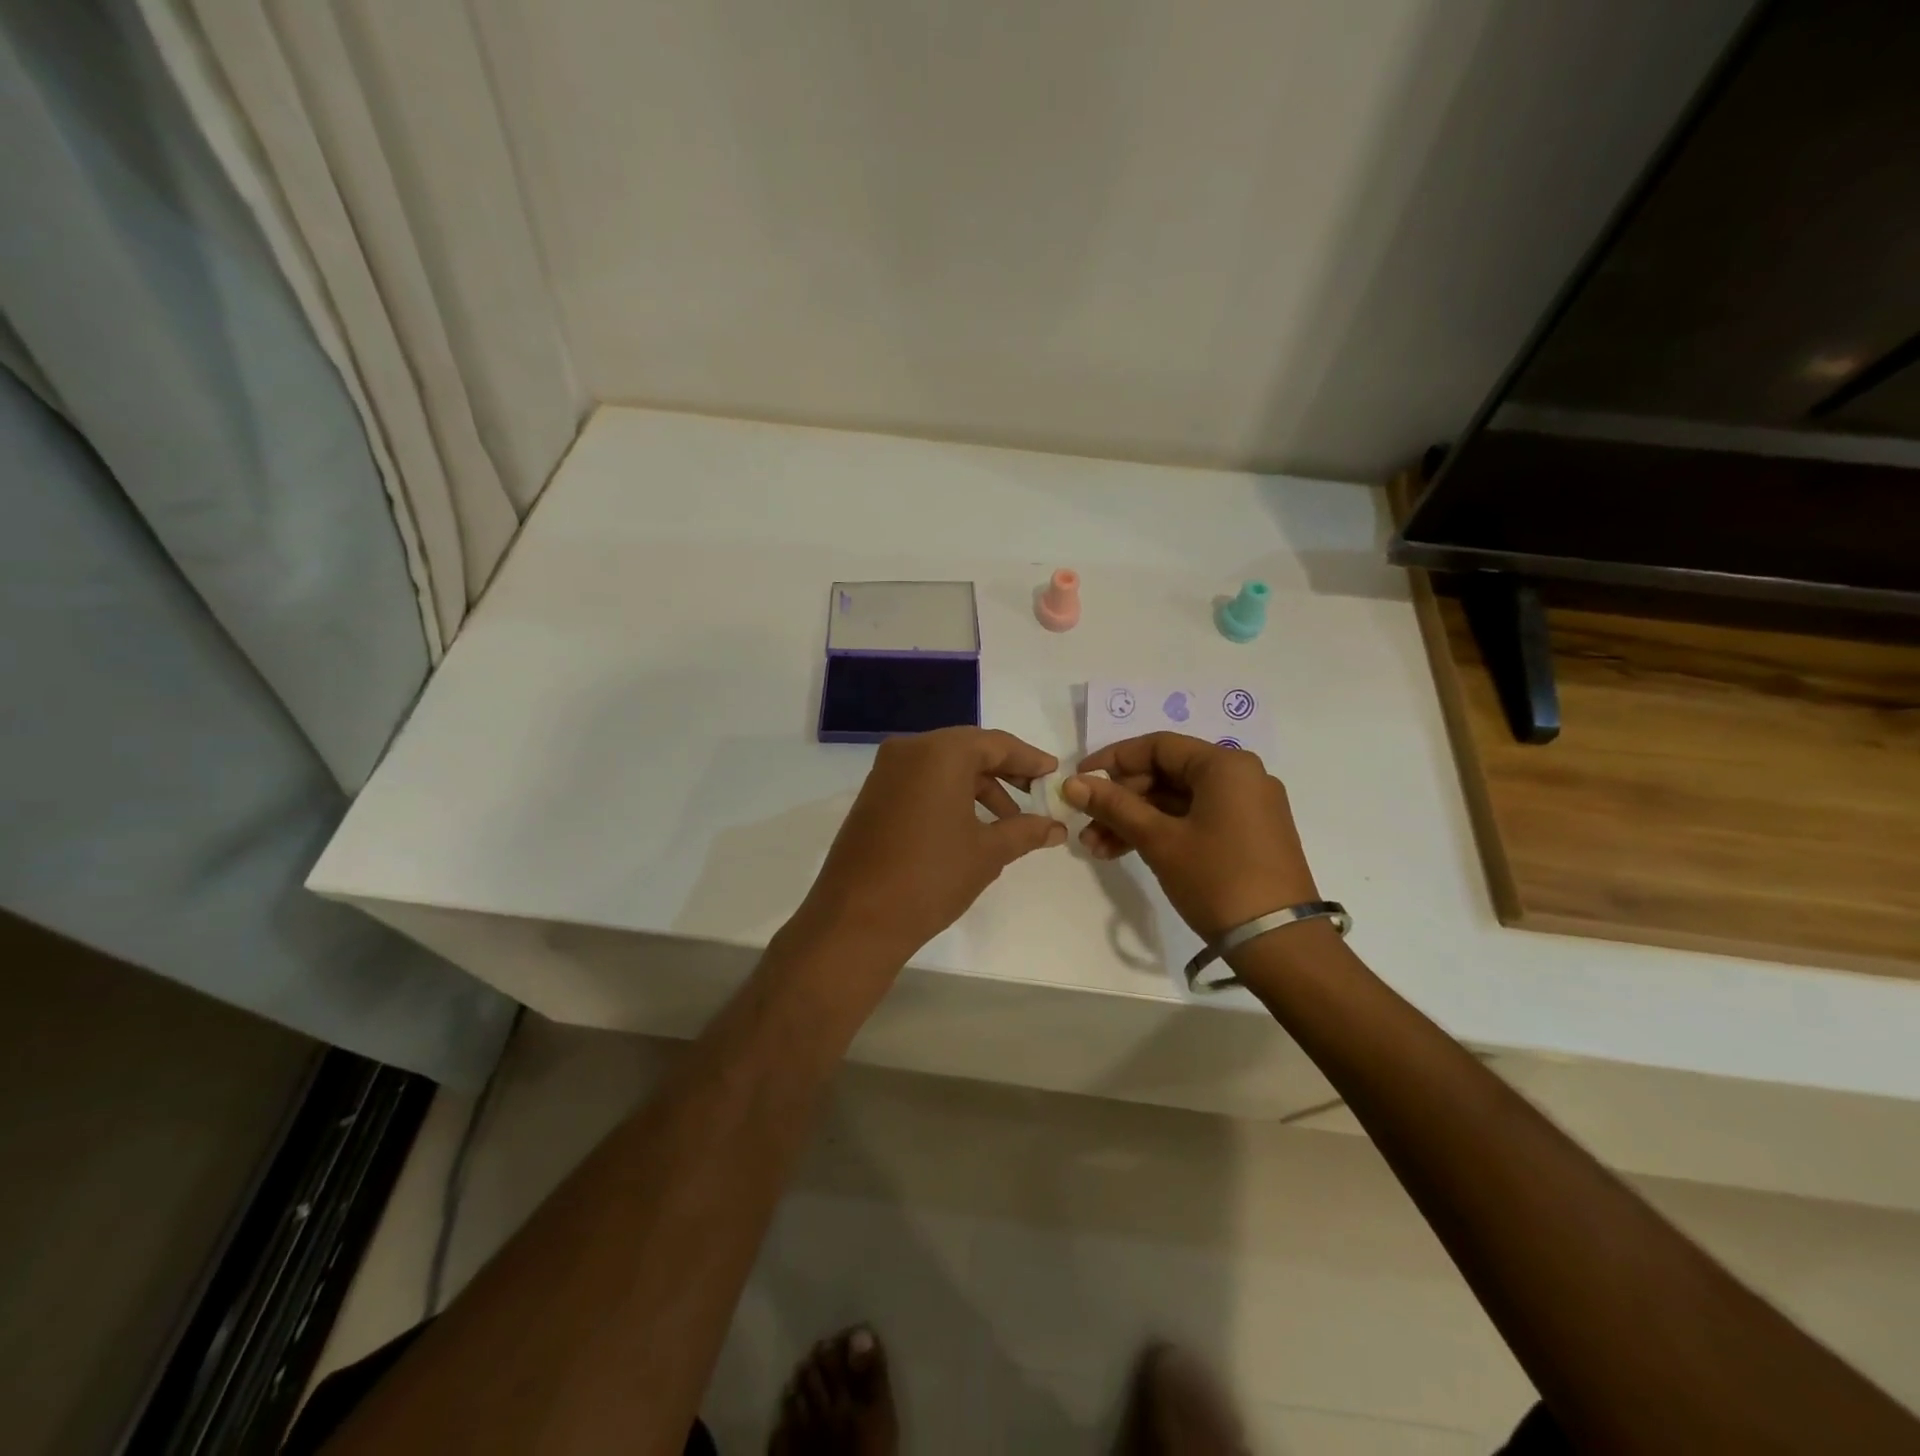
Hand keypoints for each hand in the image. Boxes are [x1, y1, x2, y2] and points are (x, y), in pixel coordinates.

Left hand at [796, 727, 1066, 966]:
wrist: (856, 919)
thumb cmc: (931, 877)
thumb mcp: (988, 853)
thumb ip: (1026, 831)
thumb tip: (1056, 827)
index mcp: (940, 752)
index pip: (995, 743)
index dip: (1028, 759)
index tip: (1053, 773)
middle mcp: (909, 750)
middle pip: (968, 750)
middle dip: (1004, 772)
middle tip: (1034, 795)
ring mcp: (885, 772)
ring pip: (943, 767)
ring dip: (978, 787)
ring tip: (1006, 822)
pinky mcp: (873, 796)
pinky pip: (921, 782)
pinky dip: (949, 795)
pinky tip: (970, 826)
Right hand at [1063, 733, 1318, 941]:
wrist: (1281, 945)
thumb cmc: (1217, 879)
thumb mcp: (1159, 840)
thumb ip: (1114, 806)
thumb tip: (1072, 783)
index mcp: (1225, 765)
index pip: (1158, 746)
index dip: (1113, 760)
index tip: (1079, 781)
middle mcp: (1240, 777)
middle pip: (1166, 774)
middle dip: (1121, 799)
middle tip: (1086, 824)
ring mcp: (1246, 808)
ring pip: (1176, 801)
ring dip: (1134, 820)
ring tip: (1096, 849)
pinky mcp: (1246, 837)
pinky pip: (1194, 820)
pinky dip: (1160, 832)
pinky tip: (1124, 852)